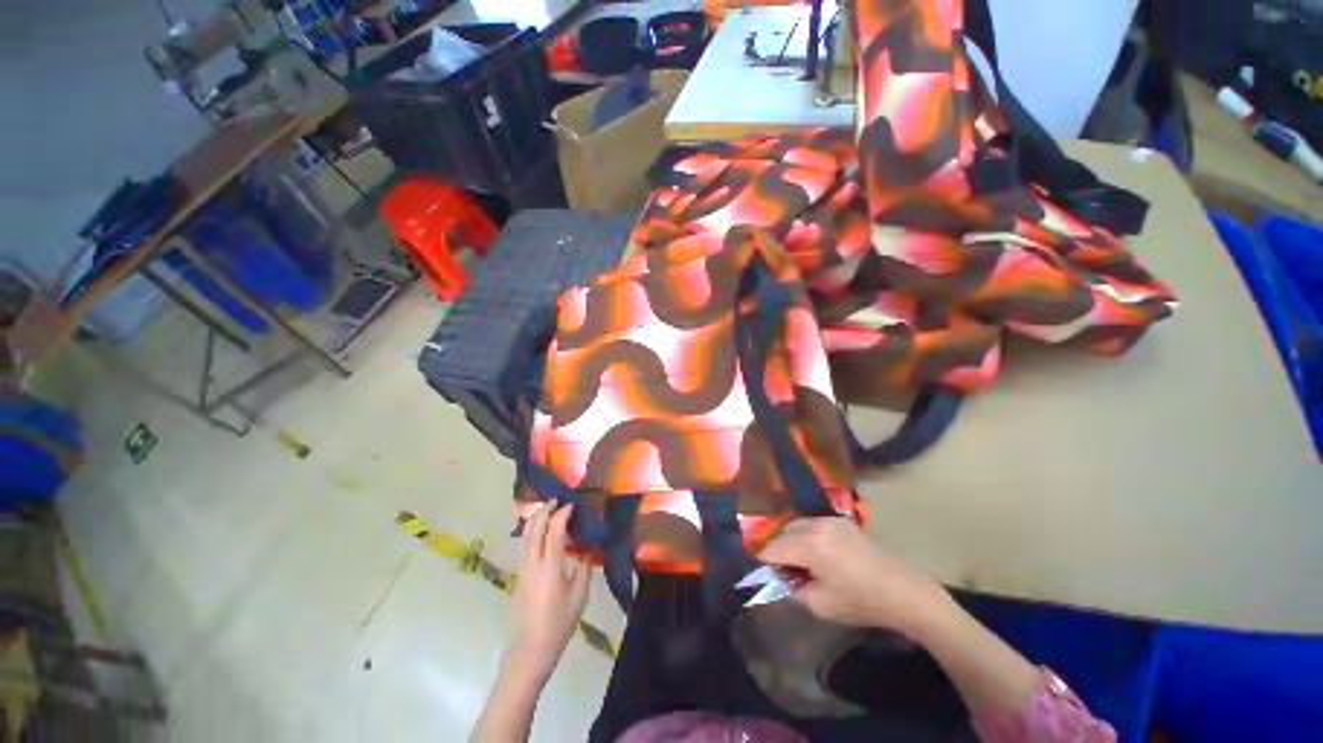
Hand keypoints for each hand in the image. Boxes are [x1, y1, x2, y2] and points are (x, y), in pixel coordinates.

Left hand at [509, 501, 589, 678]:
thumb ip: (583, 572)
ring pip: (525, 538)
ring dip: (534, 521)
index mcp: (550, 566)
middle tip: (555, 501)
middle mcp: (533, 564)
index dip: (562, 515)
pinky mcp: (518, 578)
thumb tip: (584, 555)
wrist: (529, 650)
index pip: (554, 531)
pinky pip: (523, 548)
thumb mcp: (579, 598)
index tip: (570, 505)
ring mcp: (522, 571)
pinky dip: (530, 534)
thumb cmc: (558, 624)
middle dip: (544, 511)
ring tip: (544, 511)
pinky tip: (537, 535)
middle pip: (534, 529)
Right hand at [757, 517, 952, 635]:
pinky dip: (807, 535)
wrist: (901, 591)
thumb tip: (779, 579)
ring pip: (796, 525)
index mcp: (810, 546)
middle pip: (783, 532)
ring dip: (792, 540)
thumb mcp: (821, 605)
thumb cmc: (860, 601)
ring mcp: (830, 520)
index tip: (762, 572)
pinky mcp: (841, 521)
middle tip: (784, 570)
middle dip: (778, 549)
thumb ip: (793, 590)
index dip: (764, 560)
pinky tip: (817, 553)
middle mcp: (816, 526)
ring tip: (800, 561)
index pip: (773, 548)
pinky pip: (813, 524)